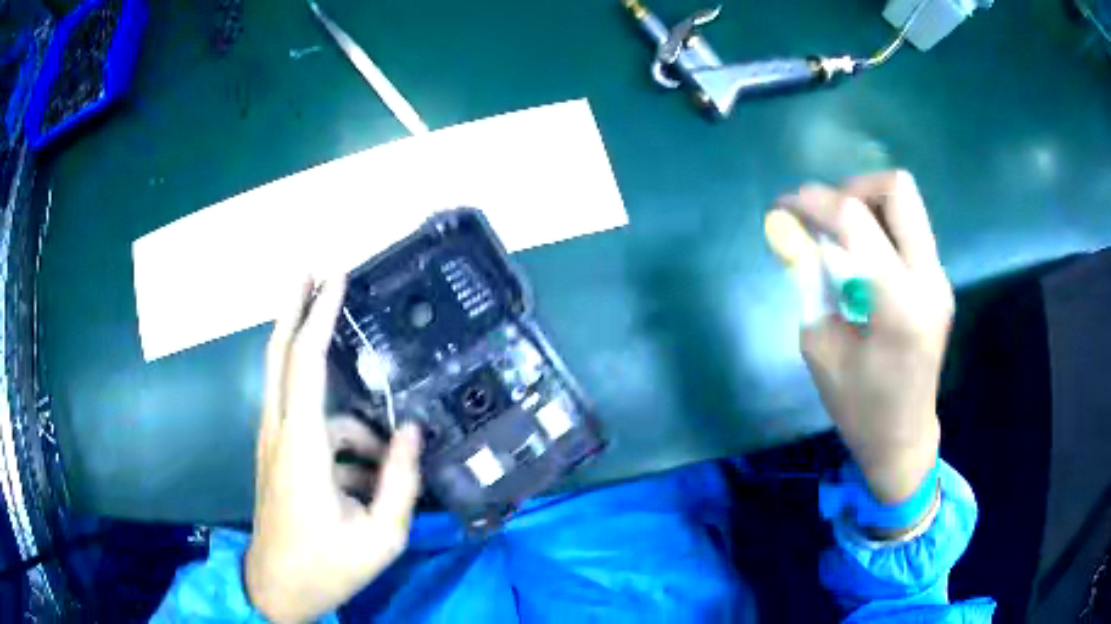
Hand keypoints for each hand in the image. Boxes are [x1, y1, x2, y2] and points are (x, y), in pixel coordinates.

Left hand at [245, 277, 421, 622]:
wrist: (279, 592)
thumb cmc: (327, 567)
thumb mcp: (381, 535)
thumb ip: (400, 480)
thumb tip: (413, 431)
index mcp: (301, 447)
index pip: (306, 363)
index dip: (320, 316)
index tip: (335, 277)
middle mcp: (279, 433)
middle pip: (280, 354)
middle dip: (295, 307)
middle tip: (313, 270)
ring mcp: (273, 445)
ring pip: (303, 398)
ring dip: (347, 414)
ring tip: (385, 465)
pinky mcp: (277, 459)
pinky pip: (311, 429)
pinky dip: (342, 441)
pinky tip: (367, 481)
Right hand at [776, 171, 953, 504]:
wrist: (904, 437)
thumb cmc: (859, 407)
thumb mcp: (820, 348)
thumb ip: (810, 282)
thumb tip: (792, 232)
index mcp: (899, 305)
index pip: (856, 221)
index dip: (814, 202)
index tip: (785, 206)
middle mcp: (929, 280)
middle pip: (898, 189)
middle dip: (853, 189)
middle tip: (826, 216)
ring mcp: (939, 278)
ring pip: (907, 202)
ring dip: (869, 204)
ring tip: (841, 235)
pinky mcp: (938, 281)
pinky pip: (909, 229)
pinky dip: (880, 226)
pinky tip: (861, 259)